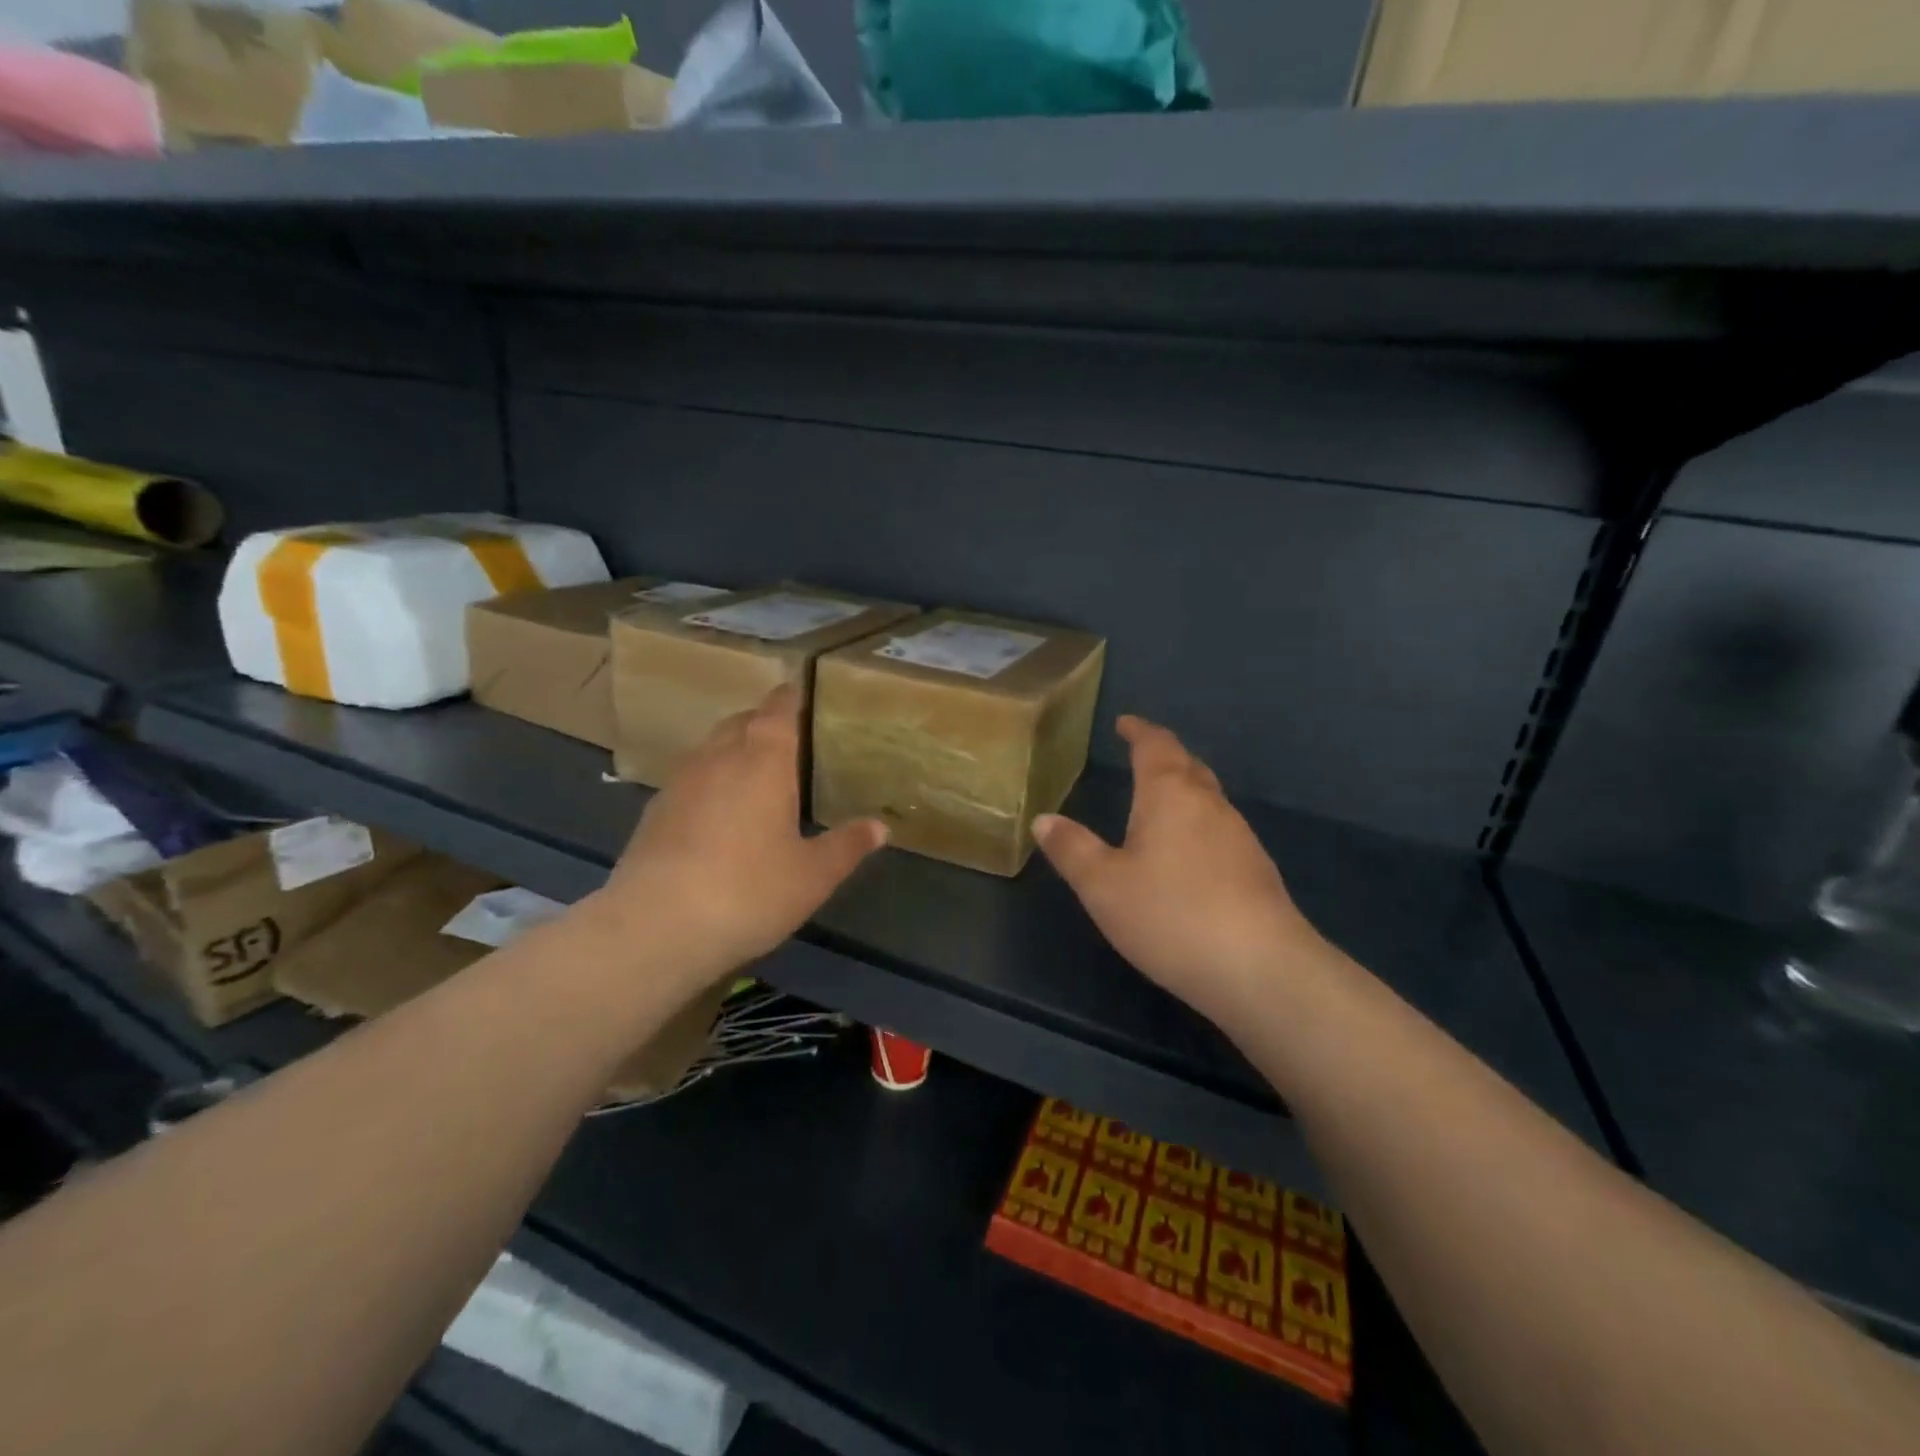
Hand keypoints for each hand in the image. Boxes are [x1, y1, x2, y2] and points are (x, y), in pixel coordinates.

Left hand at [589, 685, 887, 991]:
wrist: (655, 927)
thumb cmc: (748, 891)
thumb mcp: (812, 875)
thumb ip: (847, 846)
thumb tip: (880, 827)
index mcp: (763, 760)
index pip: (777, 709)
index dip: (791, 697)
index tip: (803, 694)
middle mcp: (718, 758)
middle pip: (741, 722)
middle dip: (763, 723)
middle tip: (790, 741)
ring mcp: (680, 782)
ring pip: (711, 749)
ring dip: (734, 751)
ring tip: (757, 776)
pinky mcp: (654, 812)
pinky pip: (691, 779)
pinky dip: (710, 783)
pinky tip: (719, 816)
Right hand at [1036, 716, 1323, 1022]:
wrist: (1260, 969)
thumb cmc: (1170, 915)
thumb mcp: (1103, 886)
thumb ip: (1071, 849)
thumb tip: (1043, 819)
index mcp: (1170, 795)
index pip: (1155, 746)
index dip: (1139, 731)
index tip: (1125, 723)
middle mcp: (1210, 805)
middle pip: (1188, 766)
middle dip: (1163, 755)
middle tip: (1141, 755)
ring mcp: (1240, 836)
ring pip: (1208, 798)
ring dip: (1183, 790)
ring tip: (1159, 801)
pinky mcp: (1256, 870)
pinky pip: (1220, 829)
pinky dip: (1198, 824)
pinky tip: (1187, 853)